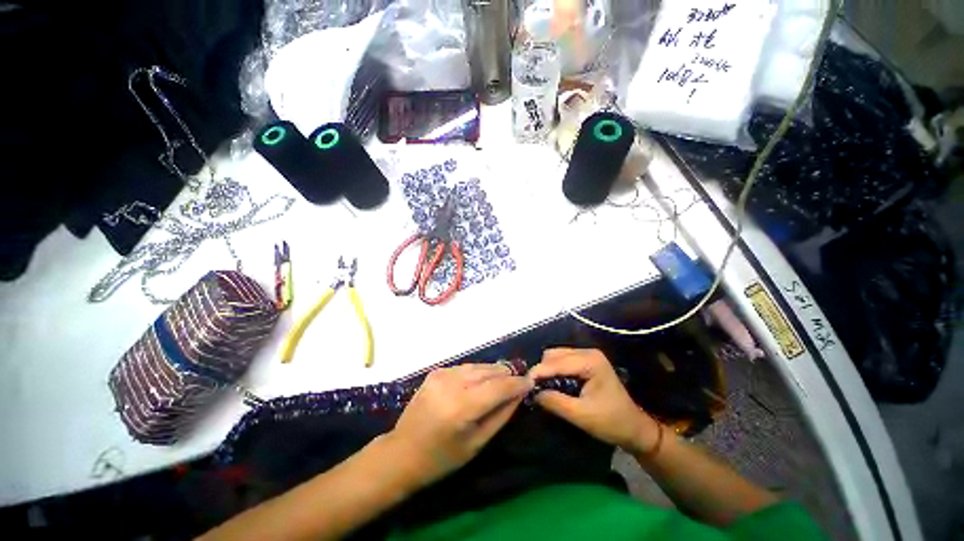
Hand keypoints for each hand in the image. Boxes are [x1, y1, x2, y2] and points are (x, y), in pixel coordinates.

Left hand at [384, 363, 532, 486]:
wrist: (402, 452)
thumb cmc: (442, 458)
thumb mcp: (477, 443)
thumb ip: (501, 415)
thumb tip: (520, 393)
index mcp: (462, 407)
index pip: (498, 387)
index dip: (517, 383)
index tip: (531, 381)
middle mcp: (451, 384)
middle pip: (488, 371)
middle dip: (507, 374)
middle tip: (519, 380)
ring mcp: (442, 374)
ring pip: (478, 366)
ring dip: (493, 371)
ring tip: (505, 378)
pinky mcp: (436, 371)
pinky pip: (465, 367)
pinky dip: (477, 372)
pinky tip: (482, 380)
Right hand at [530, 348, 658, 454]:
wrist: (634, 428)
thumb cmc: (611, 422)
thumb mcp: (581, 415)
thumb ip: (555, 401)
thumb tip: (532, 392)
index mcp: (590, 361)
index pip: (556, 362)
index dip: (538, 372)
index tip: (523, 384)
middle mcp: (587, 352)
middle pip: (554, 355)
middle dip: (542, 370)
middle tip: (532, 388)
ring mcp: (587, 355)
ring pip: (556, 356)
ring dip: (547, 370)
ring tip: (541, 387)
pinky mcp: (585, 362)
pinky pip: (562, 361)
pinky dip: (554, 371)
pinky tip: (552, 384)